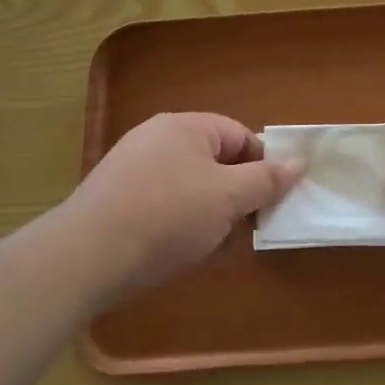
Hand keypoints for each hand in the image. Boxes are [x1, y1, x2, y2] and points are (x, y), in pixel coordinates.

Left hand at [68, 113, 302, 296]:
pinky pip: (161, 203)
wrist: (85, 257)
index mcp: (185, 127)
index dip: (262, 167)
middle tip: (244, 225)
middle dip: (235, 193)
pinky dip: (177, 222)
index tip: (270, 201)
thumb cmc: (167, 216)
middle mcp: (156, 138)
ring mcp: (131, 168)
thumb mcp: (229, 198)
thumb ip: (267, 179)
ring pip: (188, 185)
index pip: (240, 136)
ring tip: (212, 243)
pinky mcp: (114, 198)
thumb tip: (299, 162)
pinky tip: (178, 250)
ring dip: (208, 212)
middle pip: (214, 160)